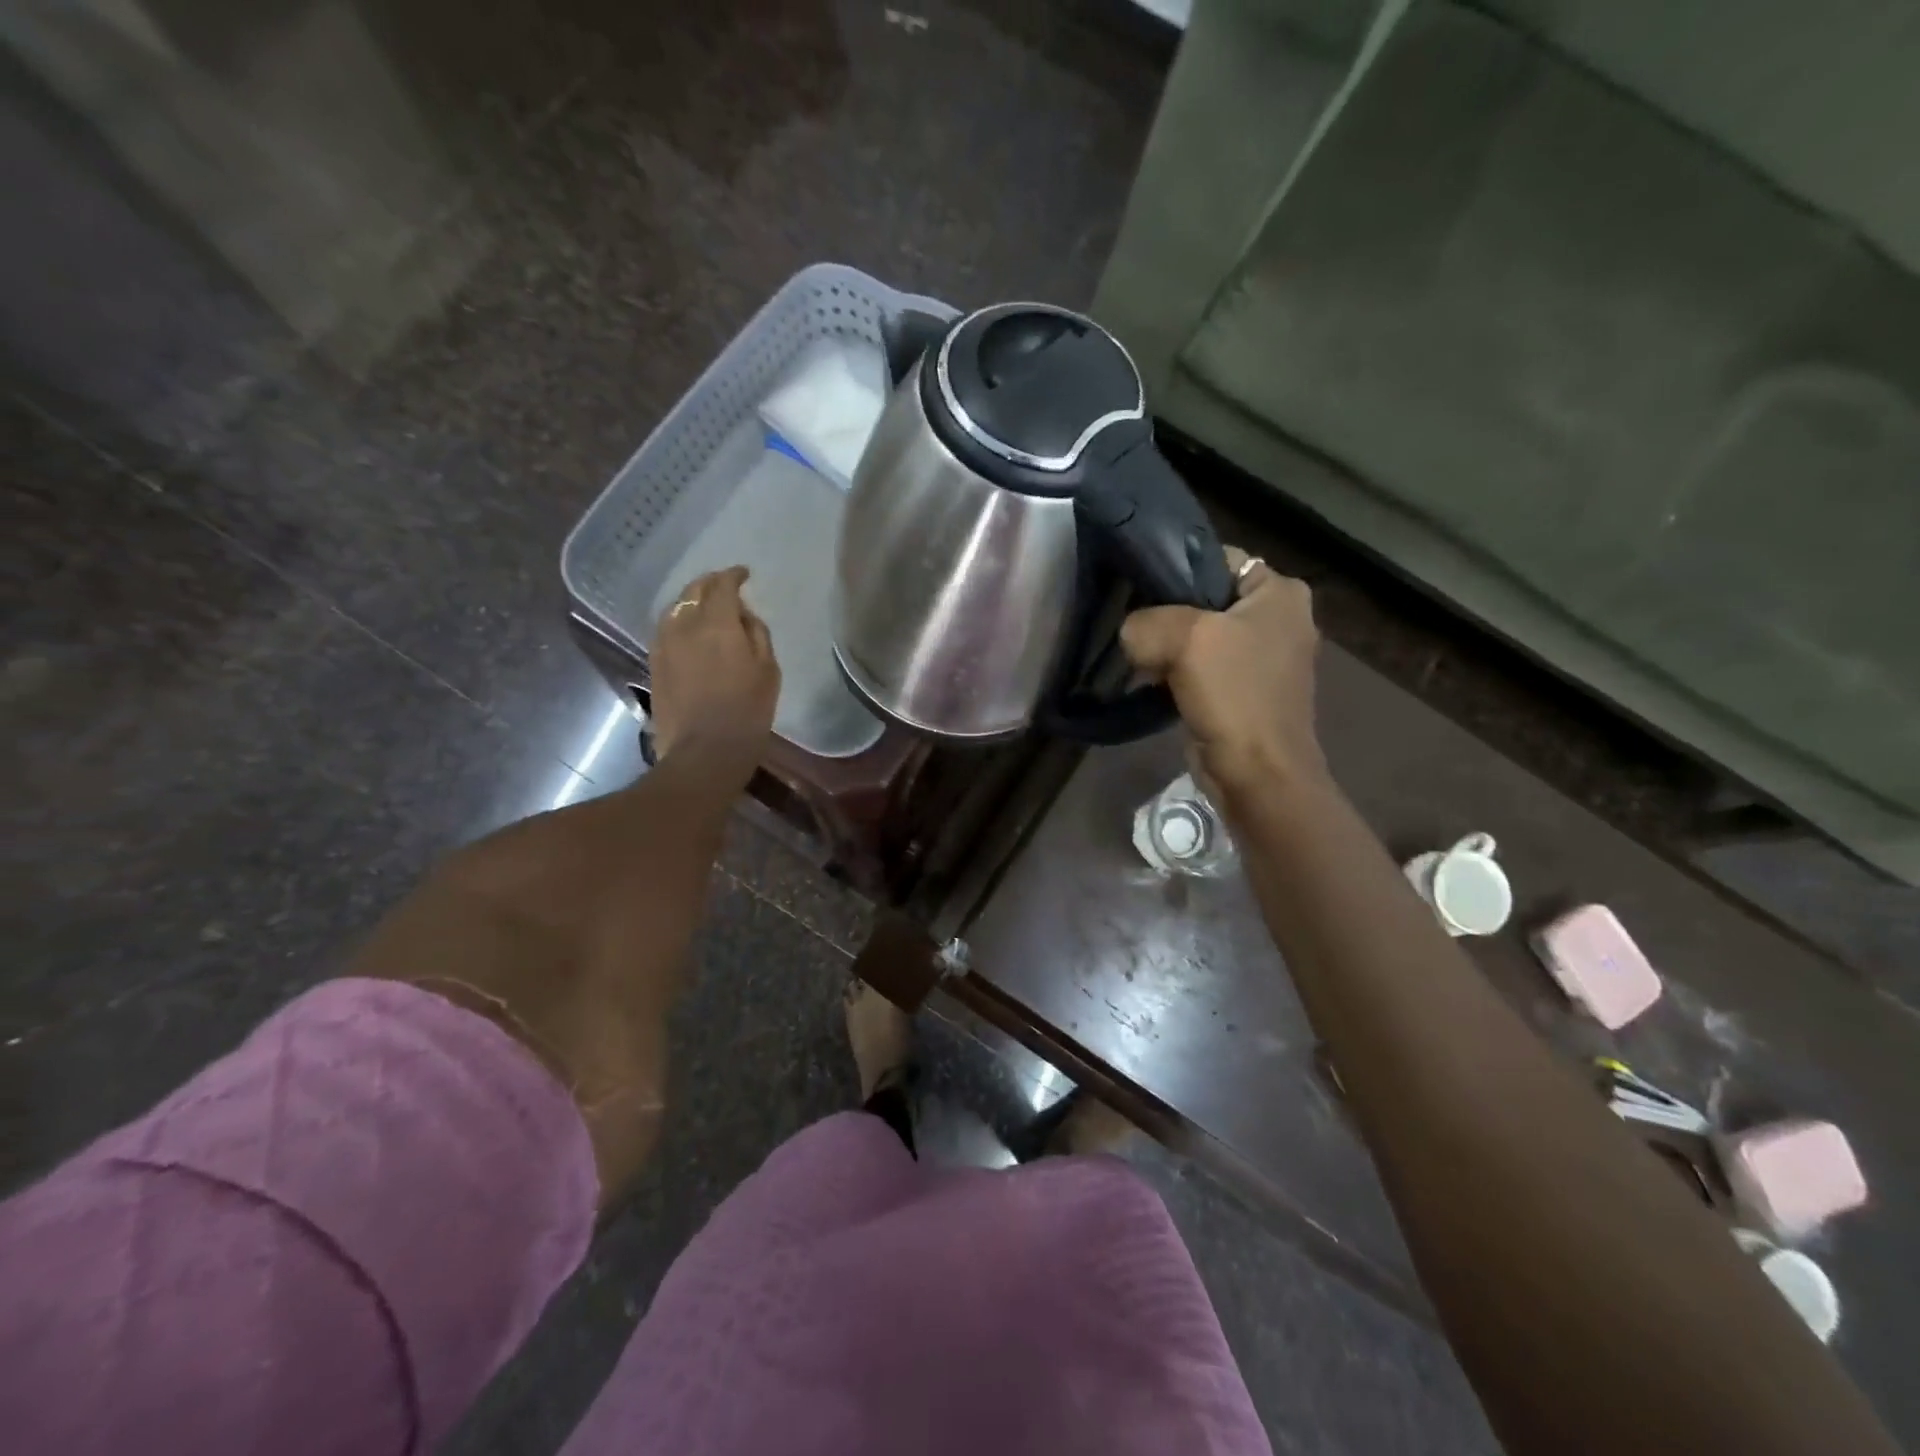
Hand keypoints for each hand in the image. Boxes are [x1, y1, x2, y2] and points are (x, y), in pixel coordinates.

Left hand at [649, 566, 779, 774]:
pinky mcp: (654, 662)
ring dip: (692, 601)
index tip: (744, 574)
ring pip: (676, 608)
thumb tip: (743, 615)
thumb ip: (757, 634)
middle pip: (694, 590)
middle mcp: (685, 624)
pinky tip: (689, 632)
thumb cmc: (747, 712)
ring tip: (706, 608)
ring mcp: (664, 643)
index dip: (734, 575)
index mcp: (718, 623)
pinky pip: (666, 629)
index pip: (722, 584)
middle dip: (710, 583)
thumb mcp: (768, 670)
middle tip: (725, 587)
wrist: (704, 751)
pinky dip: (679, 622)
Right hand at [1120, 548, 1324, 794]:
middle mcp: (1278, 618)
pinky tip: (1151, 682)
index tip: (1137, 588)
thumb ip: (1146, 621)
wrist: (1258, 774)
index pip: (1217, 559)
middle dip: (1167, 614)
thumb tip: (1131, 633)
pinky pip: (1202, 668)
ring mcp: (1262, 658)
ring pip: (1200, 636)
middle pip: (1205, 599)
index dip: (1175, 570)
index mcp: (1280, 592)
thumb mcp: (1184, 639)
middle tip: (1133, 626)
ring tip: (1137, 656)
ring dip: (1168, 647)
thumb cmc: (1234, 695)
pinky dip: (1176, 673)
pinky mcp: (1245, 691)